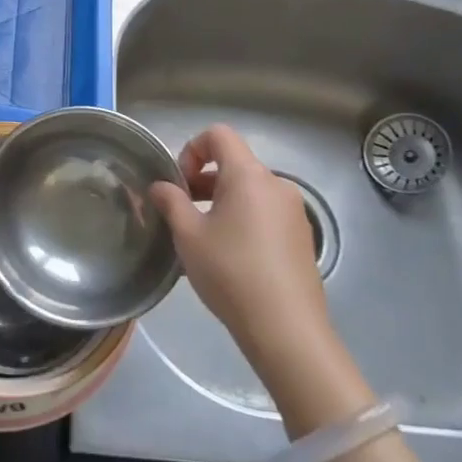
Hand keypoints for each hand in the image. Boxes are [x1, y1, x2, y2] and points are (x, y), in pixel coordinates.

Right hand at [148, 124, 332, 362]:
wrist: (286, 327)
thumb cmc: (230, 272)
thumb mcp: (188, 235)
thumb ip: (171, 202)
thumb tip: (160, 186)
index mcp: (248, 175)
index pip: (219, 135)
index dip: (192, 149)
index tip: (180, 183)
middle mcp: (276, 184)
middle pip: (235, 163)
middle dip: (204, 180)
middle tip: (183, 212)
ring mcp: (294, 211)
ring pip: (250, 190)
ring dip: (223, 201)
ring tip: (204, 237)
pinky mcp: (301, 236)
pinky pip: (266, 212)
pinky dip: (244, 218)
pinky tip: (232, 256)